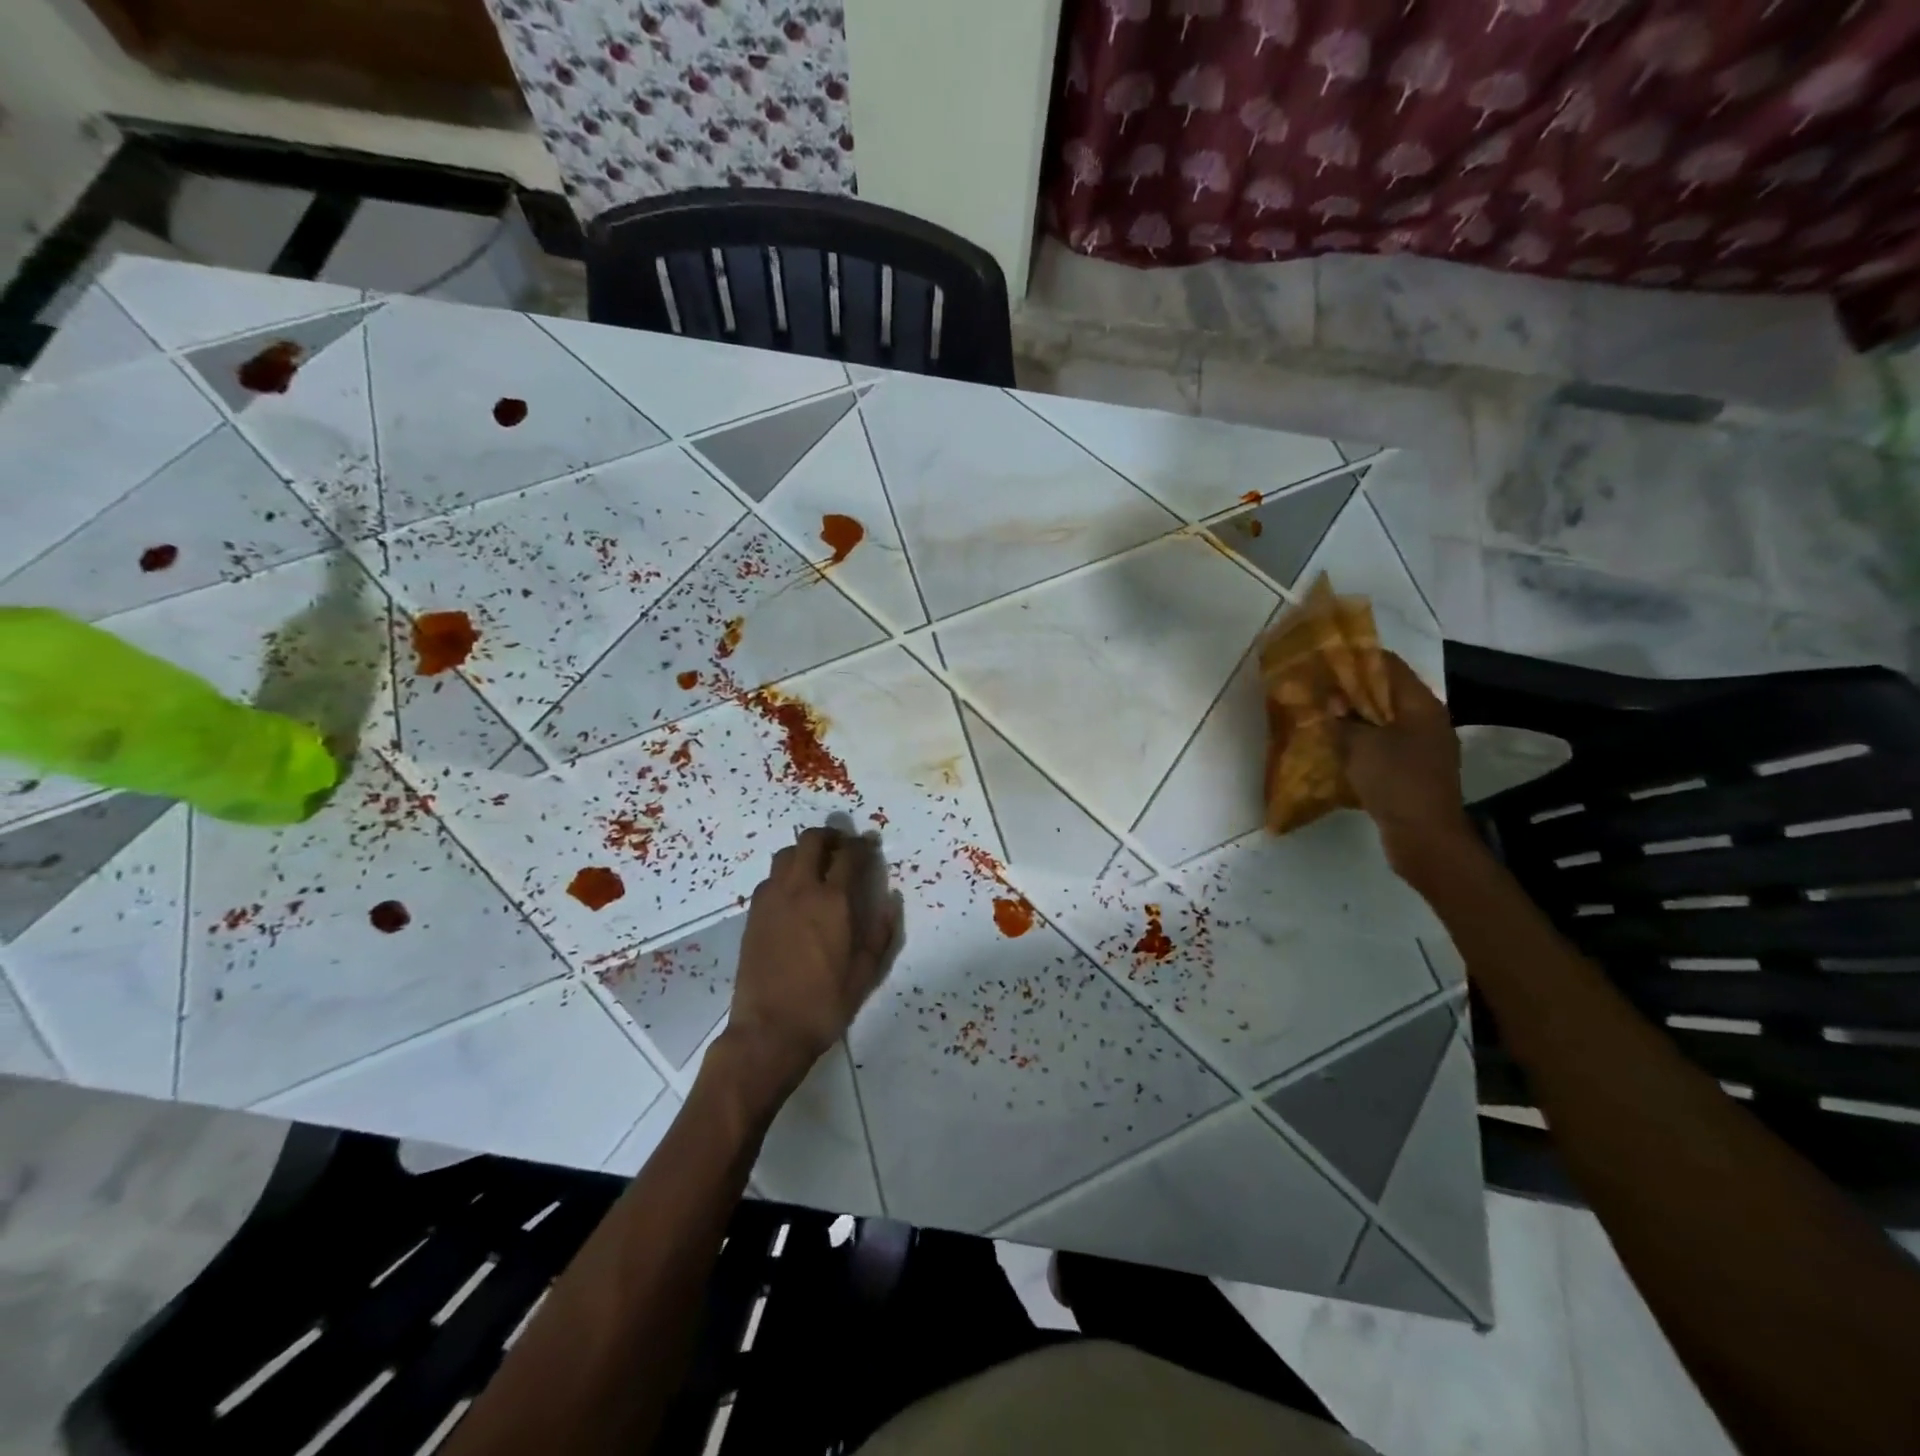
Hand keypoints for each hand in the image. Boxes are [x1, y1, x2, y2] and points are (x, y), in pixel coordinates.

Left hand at [719, 826, 898, 1103]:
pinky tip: (795, 891)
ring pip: (786, 854)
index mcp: (832, 901)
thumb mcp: (866, 973)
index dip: (862, 845)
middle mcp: (800, 890)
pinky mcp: (753, 914)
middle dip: (830, 835)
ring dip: (805, 850)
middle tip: (843, 845)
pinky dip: (786, 872)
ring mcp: (772, 899)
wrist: (769, 1030)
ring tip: (818, 863)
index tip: (870, 844)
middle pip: (811, 841)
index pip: (849, 855)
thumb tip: (891, 900)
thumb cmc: (825, 1003)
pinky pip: (771, 877)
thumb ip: (882, 932)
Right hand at [1330, 652, 1473, 874]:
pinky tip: (1338, 747)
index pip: (1389, 667)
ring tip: (1322, 716)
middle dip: (1352, 690)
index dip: (1357, 659)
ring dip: (1356, 718)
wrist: (1425, 837)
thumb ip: (1343, 718)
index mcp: (1421, 705)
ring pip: (1384, 721)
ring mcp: (1424, 748)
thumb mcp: (1360, 744)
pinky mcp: (1415, 771)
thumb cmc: (1396, 781)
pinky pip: (1385, 745)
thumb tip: (1331, 700)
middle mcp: (1428, 721)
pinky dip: (1363, 741)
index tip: (1325, 658)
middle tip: (1317, 688)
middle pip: (1387, 693)